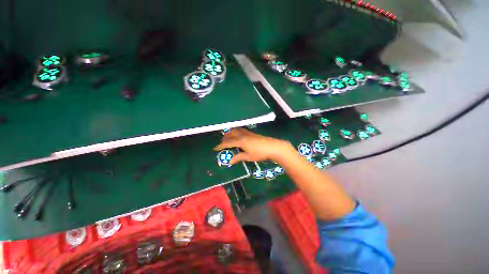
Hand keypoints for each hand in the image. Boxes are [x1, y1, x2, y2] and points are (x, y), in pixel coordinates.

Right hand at [213, 128, 292, 164]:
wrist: (272, 146)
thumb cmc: (260, 153)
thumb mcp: (248, 156)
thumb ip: (238, 157)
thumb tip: (229, 161)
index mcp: (240, 141)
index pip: (227, 142)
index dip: (220, 145)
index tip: (215, 148)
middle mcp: (242, 135)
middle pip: (230, 134)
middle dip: (224, 138)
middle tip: (221, 144)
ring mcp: (247, 133)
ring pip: (235, 130)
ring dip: (229, 133)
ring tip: (227, 138)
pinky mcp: (251, 133)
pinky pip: (240, 130)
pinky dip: (235, 132)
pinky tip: (237, 135)